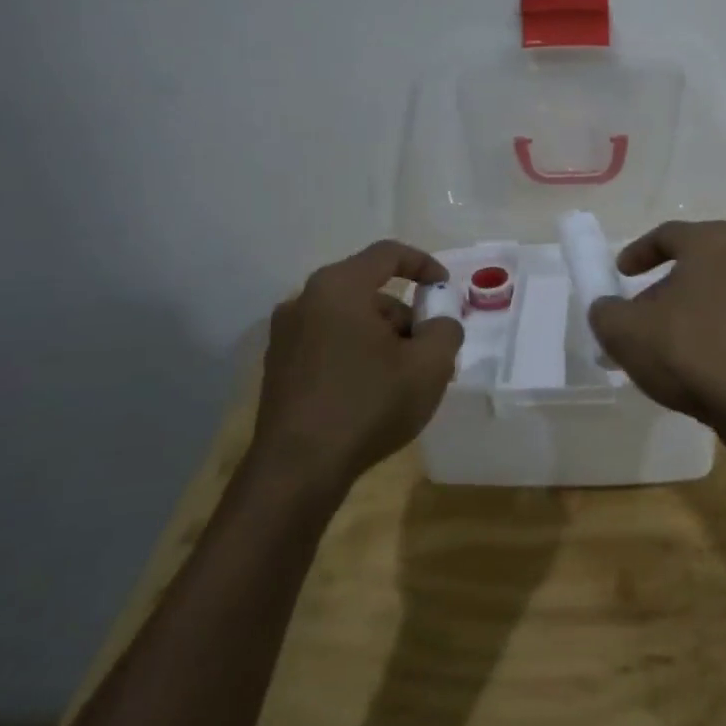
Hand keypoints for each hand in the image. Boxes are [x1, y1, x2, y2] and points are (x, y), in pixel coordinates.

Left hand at [251, 239, 463, 484]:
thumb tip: (439, 324)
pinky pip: (329, 345)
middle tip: (431, 350)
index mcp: (338, 288)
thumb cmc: (368, 405)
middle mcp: (305, 302)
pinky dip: (357, 355)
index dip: (424, 265)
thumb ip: (446, 329)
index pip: (388, 253)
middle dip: (406, 316)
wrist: (297, 471)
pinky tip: (374, 393)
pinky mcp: (279, 369)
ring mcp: (285, 337)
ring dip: (383, 339)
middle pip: (369, 292)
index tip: (446, 291)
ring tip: (406, 379)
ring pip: (350, 320)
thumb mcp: (430, 365)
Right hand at [588, 220, 725, 459]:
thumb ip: (606, 312)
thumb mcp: (626, 331)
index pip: (668, 235)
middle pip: (693, 265)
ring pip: (713, 294)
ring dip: (684, 312)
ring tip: (660, 342)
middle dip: (661, 287)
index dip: (637, 252)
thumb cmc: (690, 350)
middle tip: (637, 312)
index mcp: (712, 243)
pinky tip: (689, 363)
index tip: (619, 273)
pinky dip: (708, 333)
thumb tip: (607, 309)